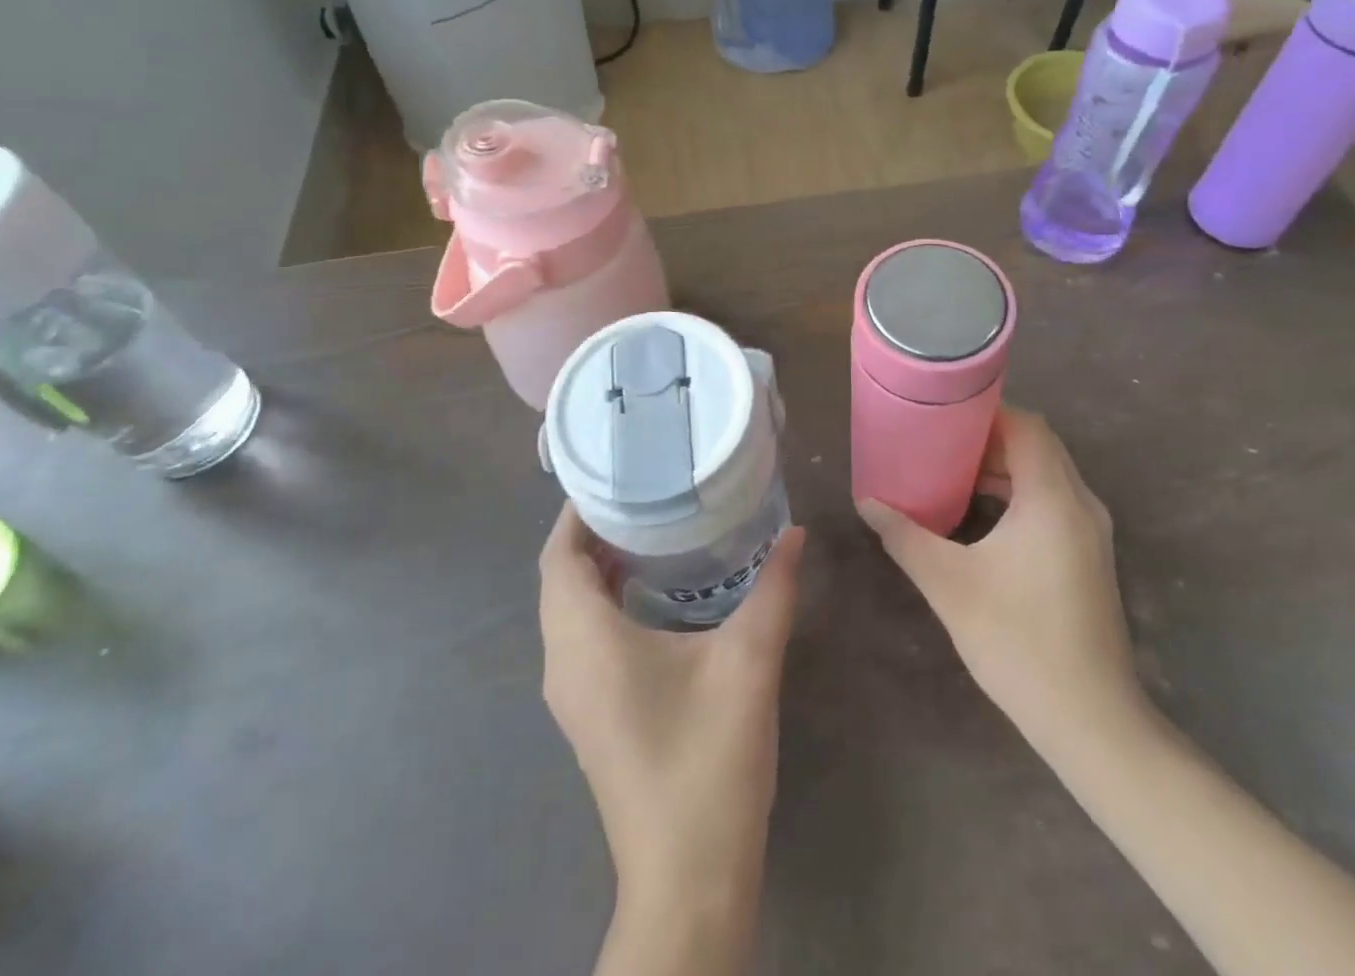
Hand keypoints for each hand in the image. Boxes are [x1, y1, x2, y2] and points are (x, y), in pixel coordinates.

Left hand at [539, 506, 806, 904]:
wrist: (688, 879)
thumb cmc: (708, 759)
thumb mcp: (750, 661)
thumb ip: (774, 588)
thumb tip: (796, 532)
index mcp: (586, 641)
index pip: (558, 557)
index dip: (578, 512)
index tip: (617, 475)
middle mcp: (564, 663)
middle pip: (560, 579)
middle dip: (593, 533)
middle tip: (645, 494)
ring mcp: (572, 696)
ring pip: (569, 611)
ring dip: (597, 568)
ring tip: (652, 530)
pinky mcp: (590, 716)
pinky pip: (581, 637)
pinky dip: (604, 602)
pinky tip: (654, 594)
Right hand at [857, 407, 1148, 754]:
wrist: (1091, 720)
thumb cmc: (1018, 641)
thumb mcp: (949, 584)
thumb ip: (904, 536)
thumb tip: (867, 502)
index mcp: (1053, 498)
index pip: (1027, 426)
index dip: (987, 412)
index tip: (944, 414)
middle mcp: (1081, 504)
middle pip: (1038, 446)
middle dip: (989, 438)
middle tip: (939, 441)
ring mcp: (1092, 533)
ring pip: (1047, 475)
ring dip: (1004, 467)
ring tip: (952, 473)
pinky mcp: (1090, 557)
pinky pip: (1054, 502)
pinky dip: (1019, 494)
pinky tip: (982, 516)